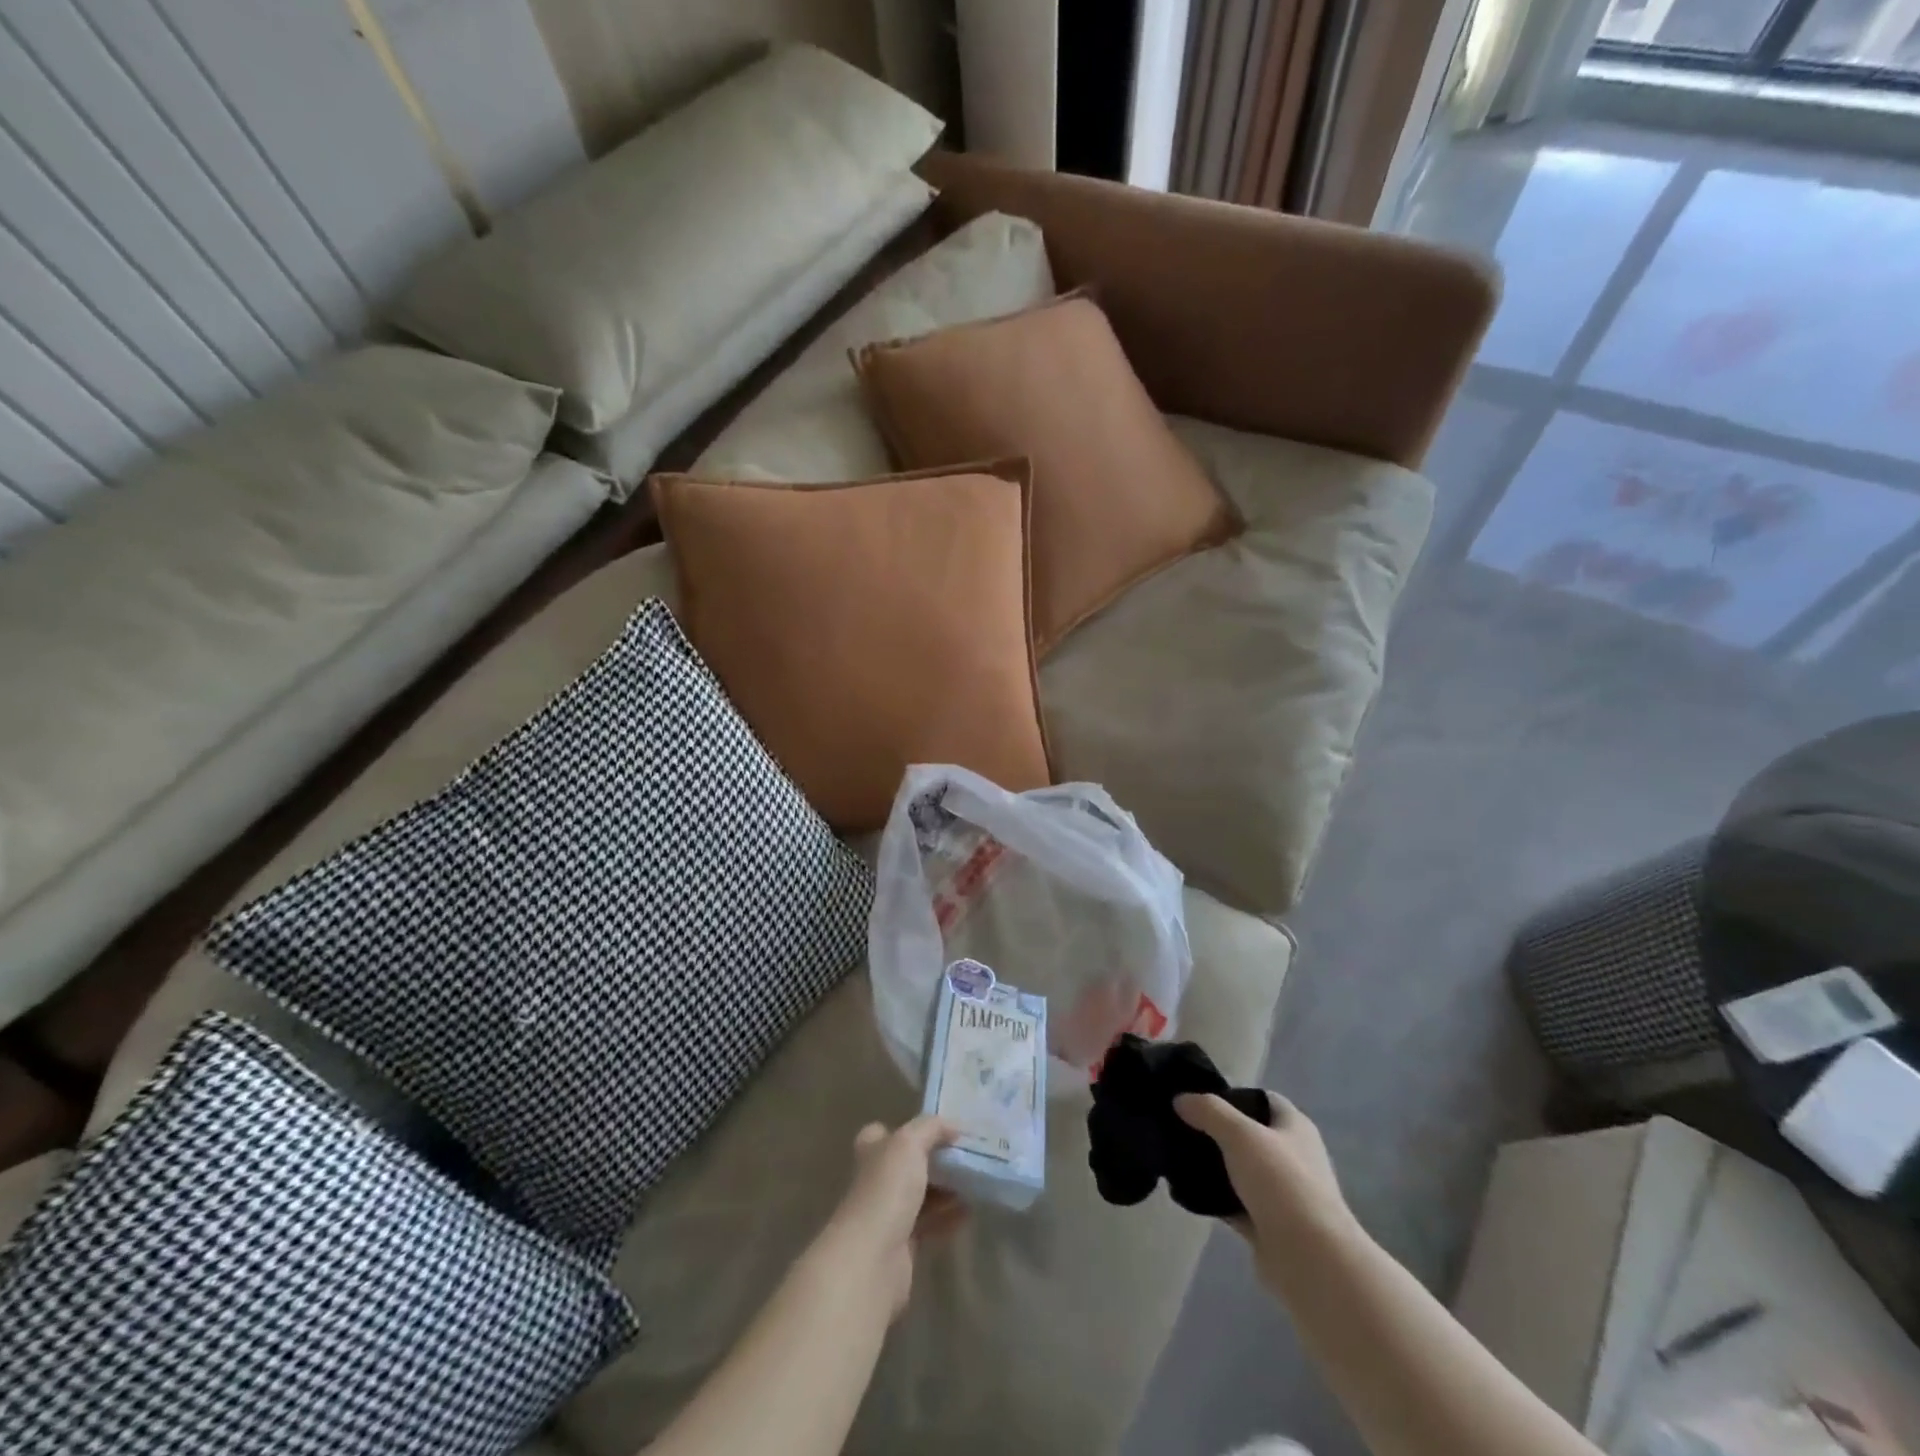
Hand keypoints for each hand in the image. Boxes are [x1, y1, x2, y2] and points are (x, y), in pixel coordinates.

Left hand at [821, 1117, 965, 1318]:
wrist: (873, 1259)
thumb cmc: (886, 1189)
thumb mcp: (910, 1143)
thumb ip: (932, 1128)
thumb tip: (955, 1127)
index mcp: (872, 1151)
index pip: (884, 1133)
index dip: (908, 1130)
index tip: (940, 1130)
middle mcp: (876, 1180)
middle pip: (908, 1165)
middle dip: (935, 1160)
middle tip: (967, 1156)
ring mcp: (888, 1214)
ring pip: (921, 1195)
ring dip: (946, 1189)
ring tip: (975, 1182)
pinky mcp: (902, 1246)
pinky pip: (929, 1225)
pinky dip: (948, 1217)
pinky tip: (969, 1212)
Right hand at [1175, 1091, 1355, 1291]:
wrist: (1310, 1260)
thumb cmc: (1282, 1183)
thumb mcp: (1240, 1134)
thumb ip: (1209, 1111)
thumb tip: (1180, 1099)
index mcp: (1295, 1128)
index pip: (1263, 1099)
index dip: (1233, 1095)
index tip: (1199, 1098)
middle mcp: (1292, 1157)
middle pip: (1249, 1135)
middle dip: (1217, 1131)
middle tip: (1181, 1126)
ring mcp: (1281, 1195)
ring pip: (1240, 1171)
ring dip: (1214, 1167)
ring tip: (1176, 1156)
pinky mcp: (1268, 1226)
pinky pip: (1235, 1204)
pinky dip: (1215, 1199)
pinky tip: (1187, 1192)